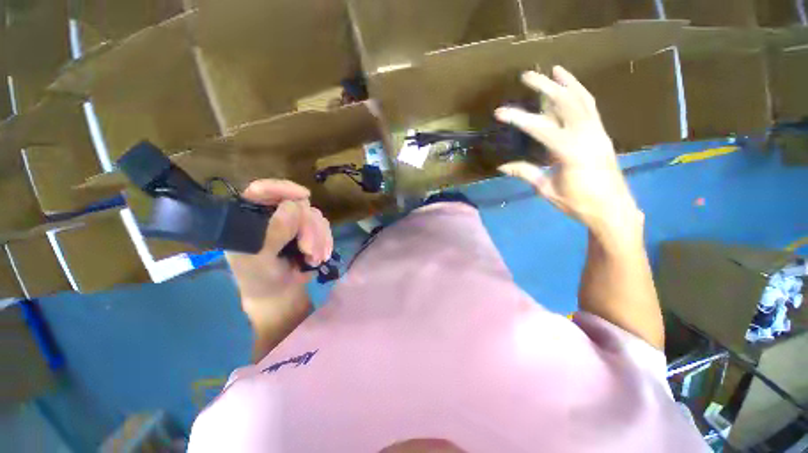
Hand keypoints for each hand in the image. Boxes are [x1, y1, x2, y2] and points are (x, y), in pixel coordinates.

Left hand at [226, 180, 332, 323]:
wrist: (280, 292)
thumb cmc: (260, 279)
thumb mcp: (259, 260)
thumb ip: (272, 235)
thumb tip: (293, 207)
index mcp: (249, 218)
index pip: (261, 191)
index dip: (282, 188)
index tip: (304, 196)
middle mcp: (273, 214)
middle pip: (298, 205)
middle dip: (308, 228)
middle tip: (309, 250)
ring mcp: (293, 221)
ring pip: (315, 215)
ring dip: (319, 238)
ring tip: (314, 259)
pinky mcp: (309, 229)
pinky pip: (324, 226)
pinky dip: (326, 241)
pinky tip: (320, 256)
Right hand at [495, 66, 641, 234]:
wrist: (613, 209)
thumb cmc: (578, 203)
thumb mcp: (547, 190)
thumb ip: (526, 173)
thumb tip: (501, 167)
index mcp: (570, 152)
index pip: (540, 128)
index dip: (518, 119)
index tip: (499, 112)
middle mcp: (586, 135)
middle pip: (565, 103)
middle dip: (545, 86)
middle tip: (527, 75)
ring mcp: (597, 132)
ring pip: (582, 100)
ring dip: (567, 83)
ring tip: (554, 70)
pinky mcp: (602, 134)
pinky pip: (592, 108)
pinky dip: (581, 93)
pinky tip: (572, 88)